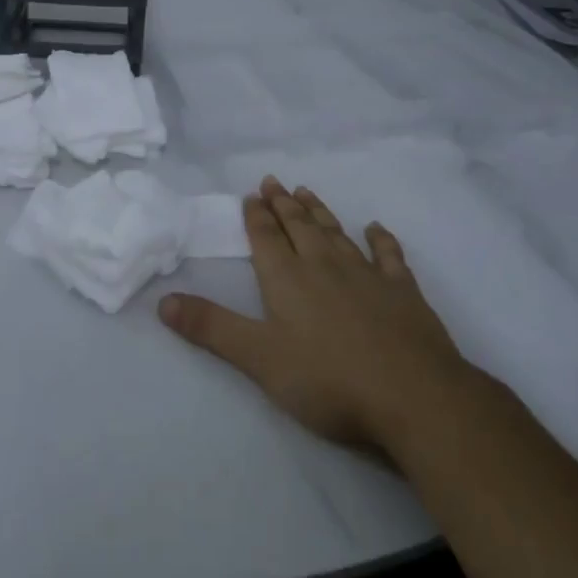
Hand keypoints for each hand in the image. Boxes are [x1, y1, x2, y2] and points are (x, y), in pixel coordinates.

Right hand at [159, 177, 467, 452]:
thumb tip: (163, 301)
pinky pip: (389, 256)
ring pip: (336, 233)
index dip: (256, 216)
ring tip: (306, 191)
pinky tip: (375, 229)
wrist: (414, 397)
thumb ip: (212, 328)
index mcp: (288, 279)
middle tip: (273, 181)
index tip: (250, 194)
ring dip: (319, 211)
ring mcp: (367, 275)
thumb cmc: (329, 380)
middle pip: (299, 226)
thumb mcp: (259, 359)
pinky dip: (381, 240)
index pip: (266, 238)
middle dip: (283, 204)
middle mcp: (324, 266)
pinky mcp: (403, 292)